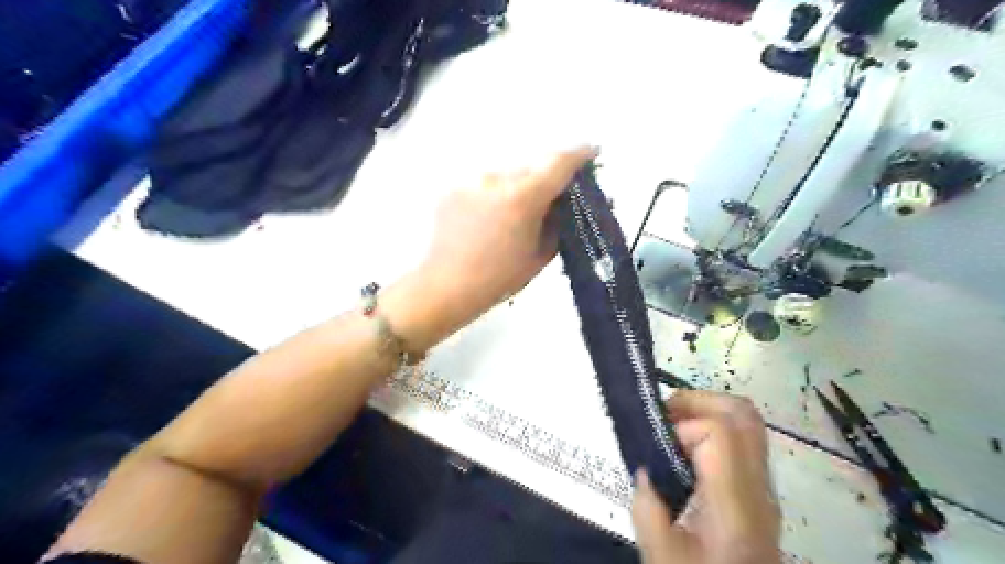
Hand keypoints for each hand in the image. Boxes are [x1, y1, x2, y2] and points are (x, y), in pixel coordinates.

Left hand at [385, 145, 595, 348]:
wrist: (447, 287)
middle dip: (542, 182)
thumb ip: (557, 223)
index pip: (558, 163)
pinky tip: (485, 221)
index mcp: (522, 198)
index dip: (579, 155)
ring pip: (506, 176)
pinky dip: (492, 197)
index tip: (591, 154)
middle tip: (545, 205)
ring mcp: (471, 180)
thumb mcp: (540, 255)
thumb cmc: (499, 278)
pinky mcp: (452, 187)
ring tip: (509, 219)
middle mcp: (496, 179)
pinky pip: (483, 185)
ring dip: (515, 190)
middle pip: (531, 169)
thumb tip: (565, 203)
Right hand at [630, 390, 780, 563]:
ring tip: (671, 428)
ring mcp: (764, 489)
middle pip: (742, 413)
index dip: (682, 427)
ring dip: (705, 412)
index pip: (719, 431)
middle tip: (663, 415)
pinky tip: (685, 450)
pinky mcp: (758, 492)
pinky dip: (711, 429)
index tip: (658, 447)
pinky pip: (741, 441)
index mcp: (736, 505)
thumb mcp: (661, 558)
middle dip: (697, 401)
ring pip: (746, 422)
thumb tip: (645, 469)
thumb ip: (646, 509)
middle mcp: (758, 488)